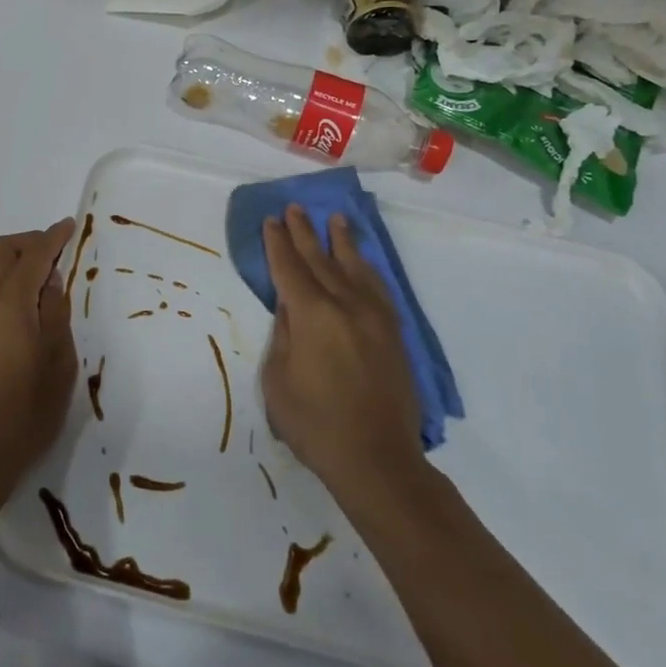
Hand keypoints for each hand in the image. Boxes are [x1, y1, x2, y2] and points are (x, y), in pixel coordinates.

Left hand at [0, 218, 77, 501]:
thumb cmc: (25, 413)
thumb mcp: (59, 364)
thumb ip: (55, 314)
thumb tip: (49, 281)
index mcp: (11, 301)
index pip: (35, 255)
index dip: (53, 237)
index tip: (67, 226)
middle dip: (25, 244)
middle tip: (46, 256)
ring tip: (12, 279)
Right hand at [260, 205, 424, 496]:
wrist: (375, 458)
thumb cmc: (314, 423)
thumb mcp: (278, 379)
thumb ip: (284, 335)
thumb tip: (291, 308)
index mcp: (312, 315)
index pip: (290, 268)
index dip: (278, 243)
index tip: (272, 220)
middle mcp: (345, 305)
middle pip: (321, 260)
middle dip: (305, 234)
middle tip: (295, 209)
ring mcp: (374, 317)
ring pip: (355, 268)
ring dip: (341, 242)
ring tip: (334, 219)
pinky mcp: (393, 333)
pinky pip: (378, 288)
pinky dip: (367, 269)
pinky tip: (362, 262)